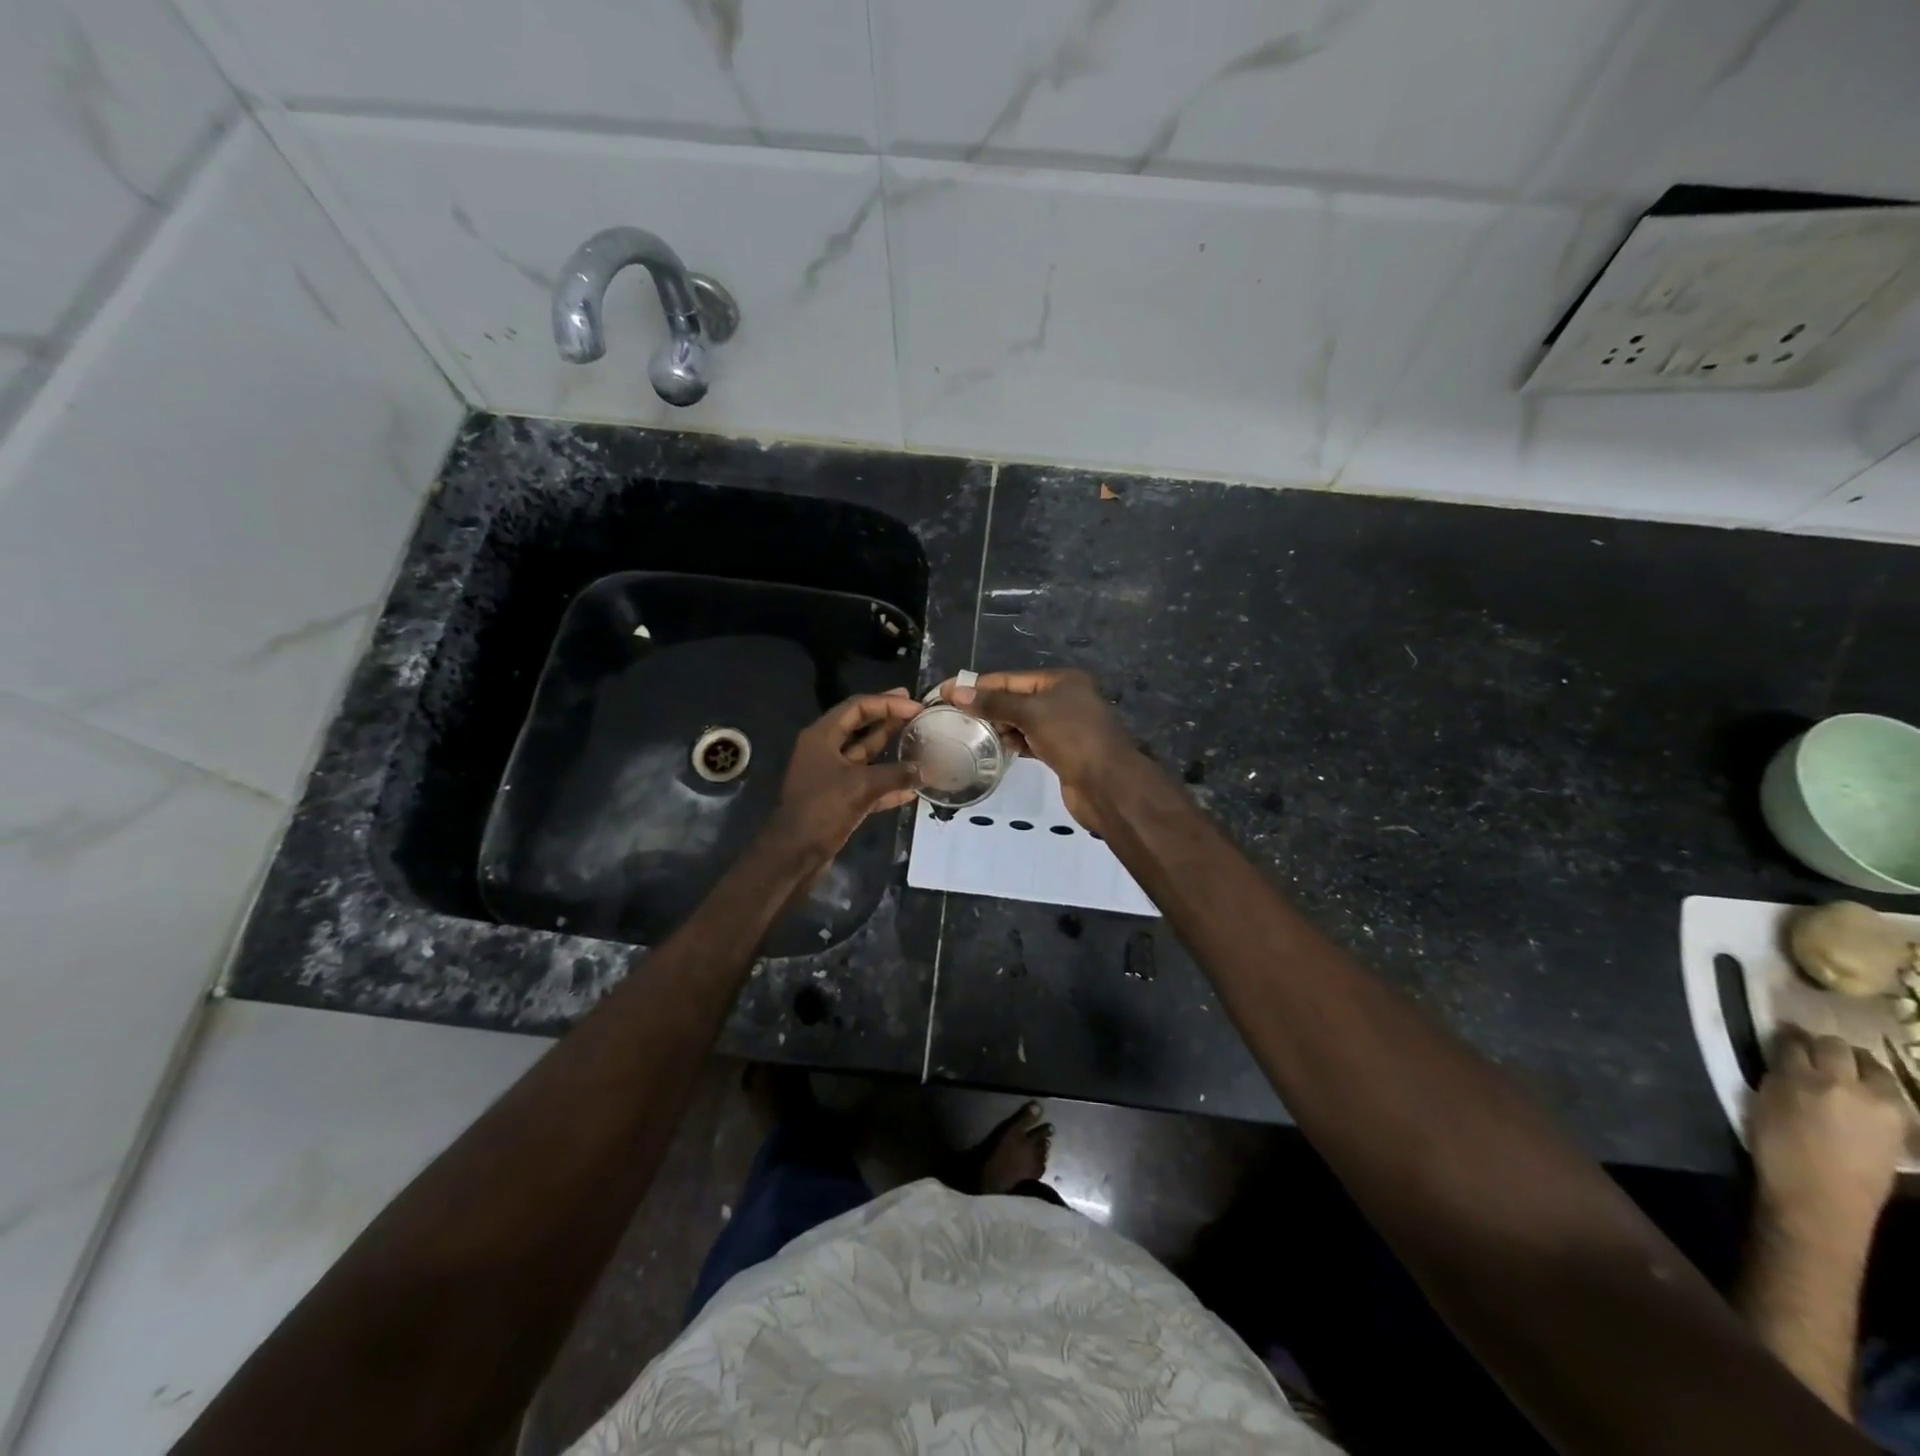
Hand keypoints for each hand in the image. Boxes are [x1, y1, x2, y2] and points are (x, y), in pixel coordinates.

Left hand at [767, 690, 921, 857]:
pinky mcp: (838, 799)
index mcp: (822, 737)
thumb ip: (896, 774)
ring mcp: (831, 776)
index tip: (915, 704)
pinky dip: (887, 784)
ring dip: (890, 751)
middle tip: (917, 713)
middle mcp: (824, 751)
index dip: (887, 703)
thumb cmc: (823, 809)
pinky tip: (912, 788)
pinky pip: (867, 784)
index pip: (857, 707)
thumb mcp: (862, 786)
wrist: (795, 854)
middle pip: (860, 728)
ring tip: (918, 743)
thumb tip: (924, 770)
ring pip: (865, 756)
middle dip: (889, 720)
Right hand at [940, 669, 1133, 832]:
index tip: (946, 692)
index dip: (979, 685)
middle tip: (953, 716)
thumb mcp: (1032, 714)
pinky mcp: (1061, 751)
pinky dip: (1013, 742)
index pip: (1011, 678)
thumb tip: (958, 692)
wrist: (1109, 786)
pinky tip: (994, 748)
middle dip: (987, 706)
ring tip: (967, 733)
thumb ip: (995, 703)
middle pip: (1016, 698)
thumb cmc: (1073, 739)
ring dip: (998, 726)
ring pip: (1022, 721)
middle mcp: (1064, 699)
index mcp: (1061, 681)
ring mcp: (1063, 727)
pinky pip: (1029, 740)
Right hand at [1749, 1028, 1907, 1241]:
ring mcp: (1881, 1103)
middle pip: (1837, 1046)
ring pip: (1872, 1065)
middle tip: (1813, 1055)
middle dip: (1824, 1047)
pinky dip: (1876, 1086)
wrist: (1822, 1197)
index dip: (1786, 1037)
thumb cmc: (1778, 1148)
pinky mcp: (1903, 1122)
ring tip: (1844, 1075)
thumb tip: (1785, 1057)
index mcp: (1800, 1078)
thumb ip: (1779, 1076)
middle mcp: (1844, 1083)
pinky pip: (1890, 1090)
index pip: (1793, 1041)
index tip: (1781, 1037)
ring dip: (1856, 1064)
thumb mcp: (1765, 1104)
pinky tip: (1865, 1096)